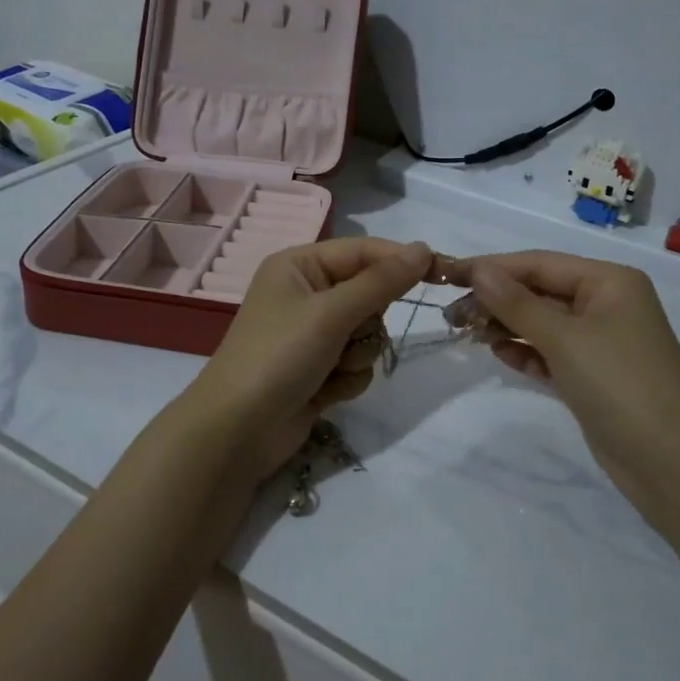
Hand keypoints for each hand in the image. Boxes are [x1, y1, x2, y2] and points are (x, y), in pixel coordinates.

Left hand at [186, 237, 431, 481]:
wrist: (237, 431)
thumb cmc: (278, 357)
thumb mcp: (331, 313)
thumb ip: (381, 282)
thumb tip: (424, 249)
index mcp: (299, 266)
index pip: (363, 251)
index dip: (400, 261)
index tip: (442, 271)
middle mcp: (306, 293)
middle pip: (370, 294)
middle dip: (366, 321)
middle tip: (345, 336)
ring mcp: (312, 334)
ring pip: (368, 333)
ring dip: (356, 355)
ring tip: (329, 369)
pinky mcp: (318, 369)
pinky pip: (357, 363)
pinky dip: (346, 378)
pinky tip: (323, 392)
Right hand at [462, 251, 679, 507]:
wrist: (673, 462)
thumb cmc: (620, 384)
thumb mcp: (564, 338)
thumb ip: (517, 304)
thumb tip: (479, 271)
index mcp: (608, 282)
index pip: (539, 263)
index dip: (492, 267)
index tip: (448, 275)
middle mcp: (606, 304)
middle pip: (539, 291)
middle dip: (496, 299)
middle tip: (450, 315)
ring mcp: (601, 342)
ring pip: (542, 323)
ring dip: (506, 325)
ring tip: (465, 332)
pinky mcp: (593, 376)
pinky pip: (550, 353)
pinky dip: (525, 352)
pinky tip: (498, 353)